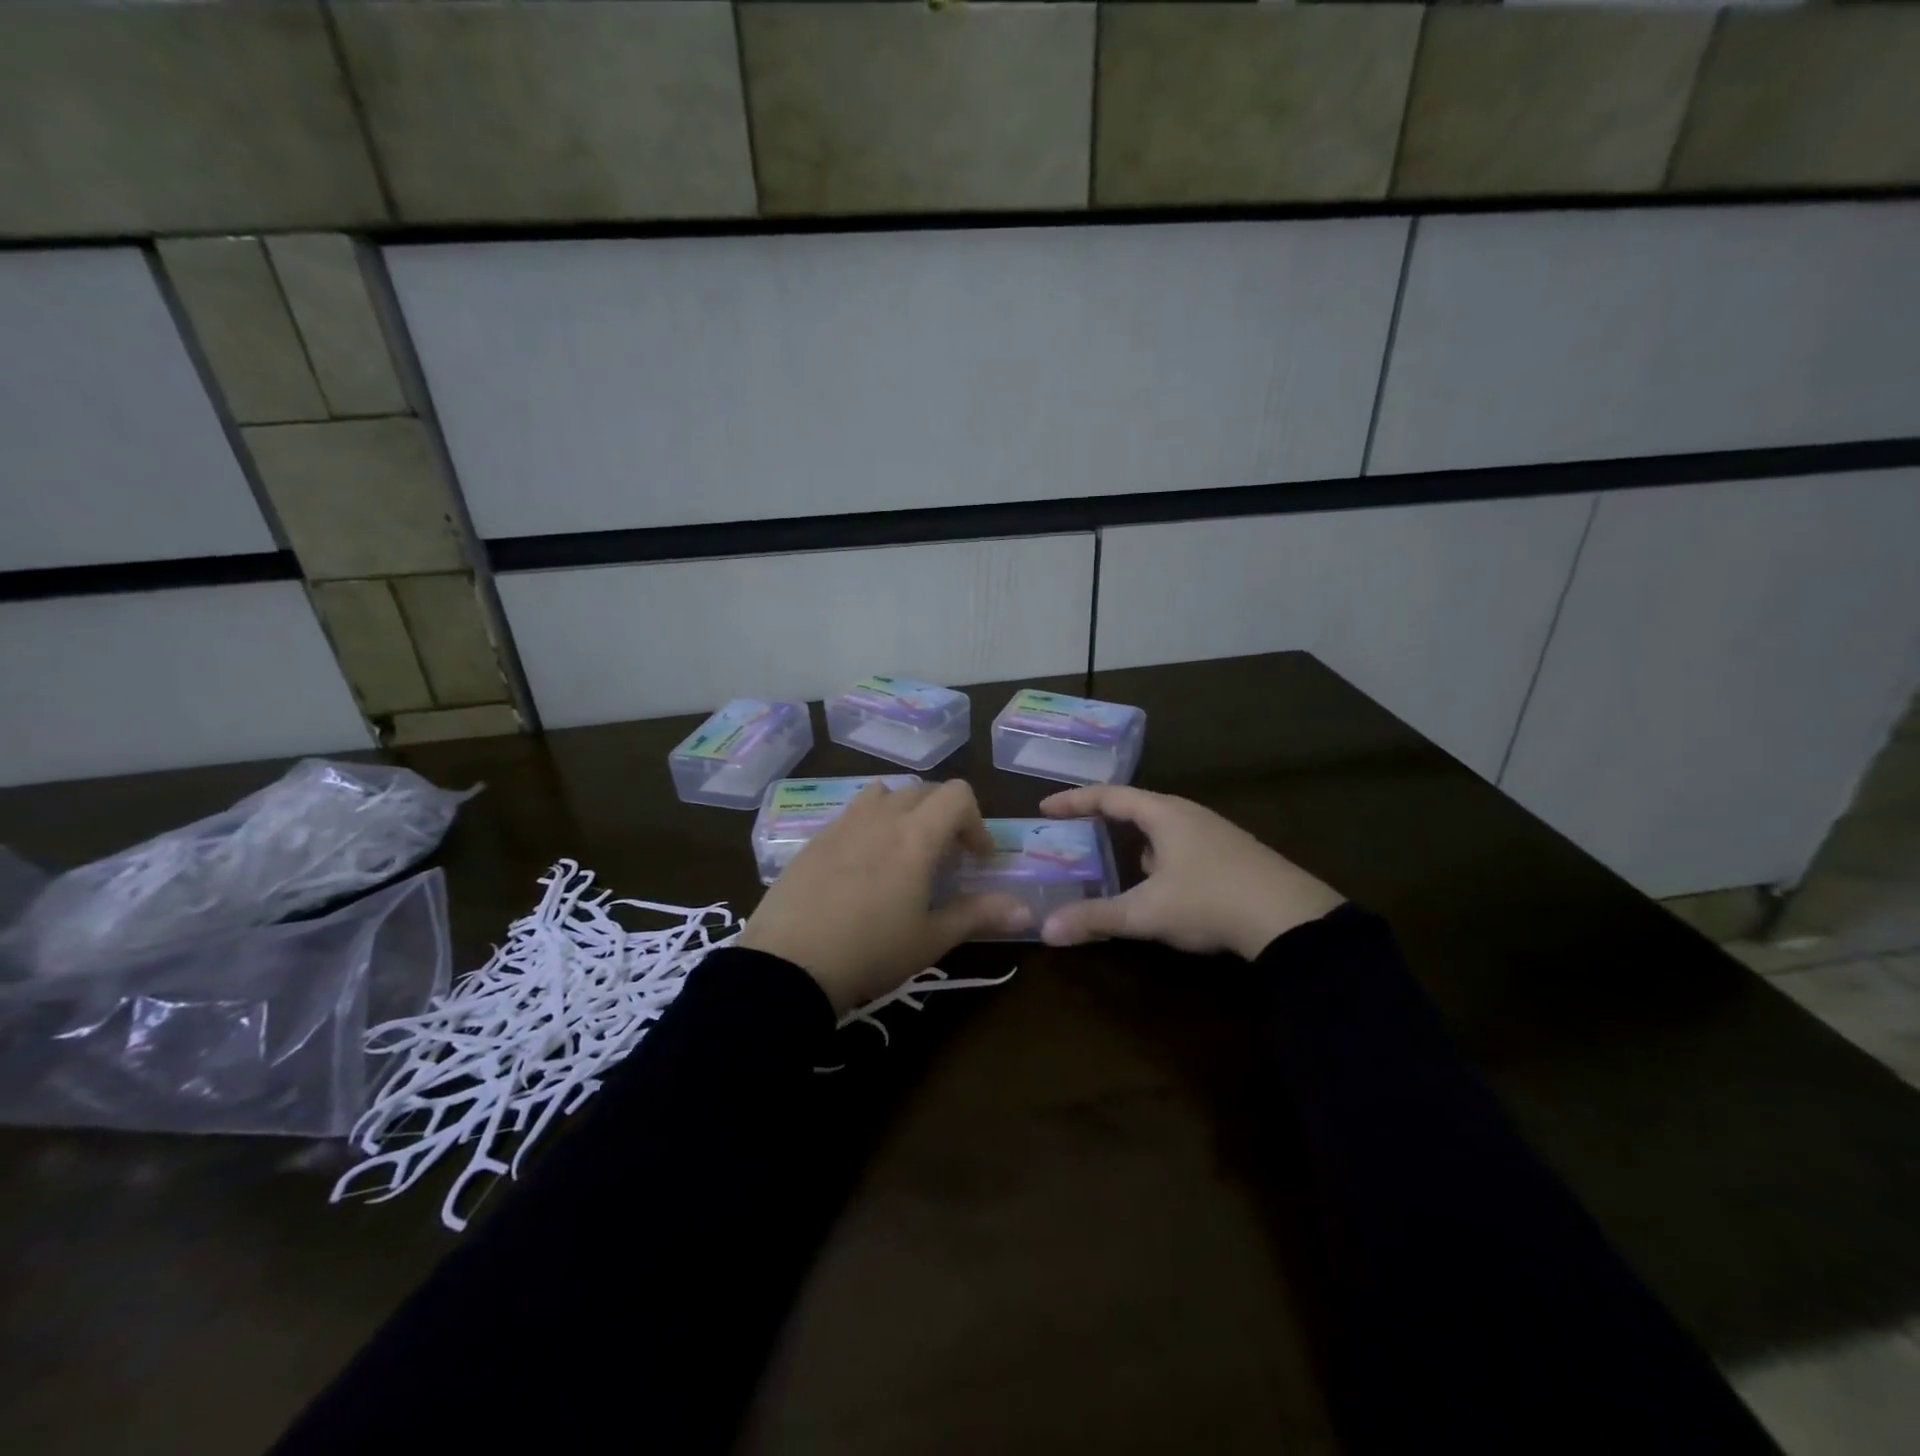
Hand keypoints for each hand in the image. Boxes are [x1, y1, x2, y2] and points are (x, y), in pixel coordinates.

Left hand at [739, 780, 1031, 1014]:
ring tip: (903, 852)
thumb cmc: (870, 951)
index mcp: (916, 835)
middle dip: (944, 817)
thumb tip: (1026, 911)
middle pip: (924, 791)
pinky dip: (871, 825)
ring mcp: (843, 823)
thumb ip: (979, 915)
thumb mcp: (930, 939)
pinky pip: (853, 814)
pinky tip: (862, 867)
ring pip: (885, 795)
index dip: (975, 822)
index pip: (958, 795)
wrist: (788, 963)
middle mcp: (881, 816)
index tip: (977, 859)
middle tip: (945, 859)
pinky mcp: (815, 837)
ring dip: (905, 812)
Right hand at [1037, 785, 1343, 959]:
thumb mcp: (1146, 913)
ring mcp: (1215, 833)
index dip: (1074, 800)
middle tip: (1075, 832)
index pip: (1109, 796)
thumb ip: (1095, 919)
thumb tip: (1045, 929)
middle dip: (1103, 820)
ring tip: (1114, 862)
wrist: (1292, 920)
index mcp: (1164, 814)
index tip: (1046, 808)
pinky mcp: (1233, 855)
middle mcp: (1189, 814)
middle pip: (1136, 807)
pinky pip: (1182, 845)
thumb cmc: (1210, 901)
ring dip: (1134, 840)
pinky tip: (1161, 885)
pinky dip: (1159, 856)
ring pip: (1162, 828)